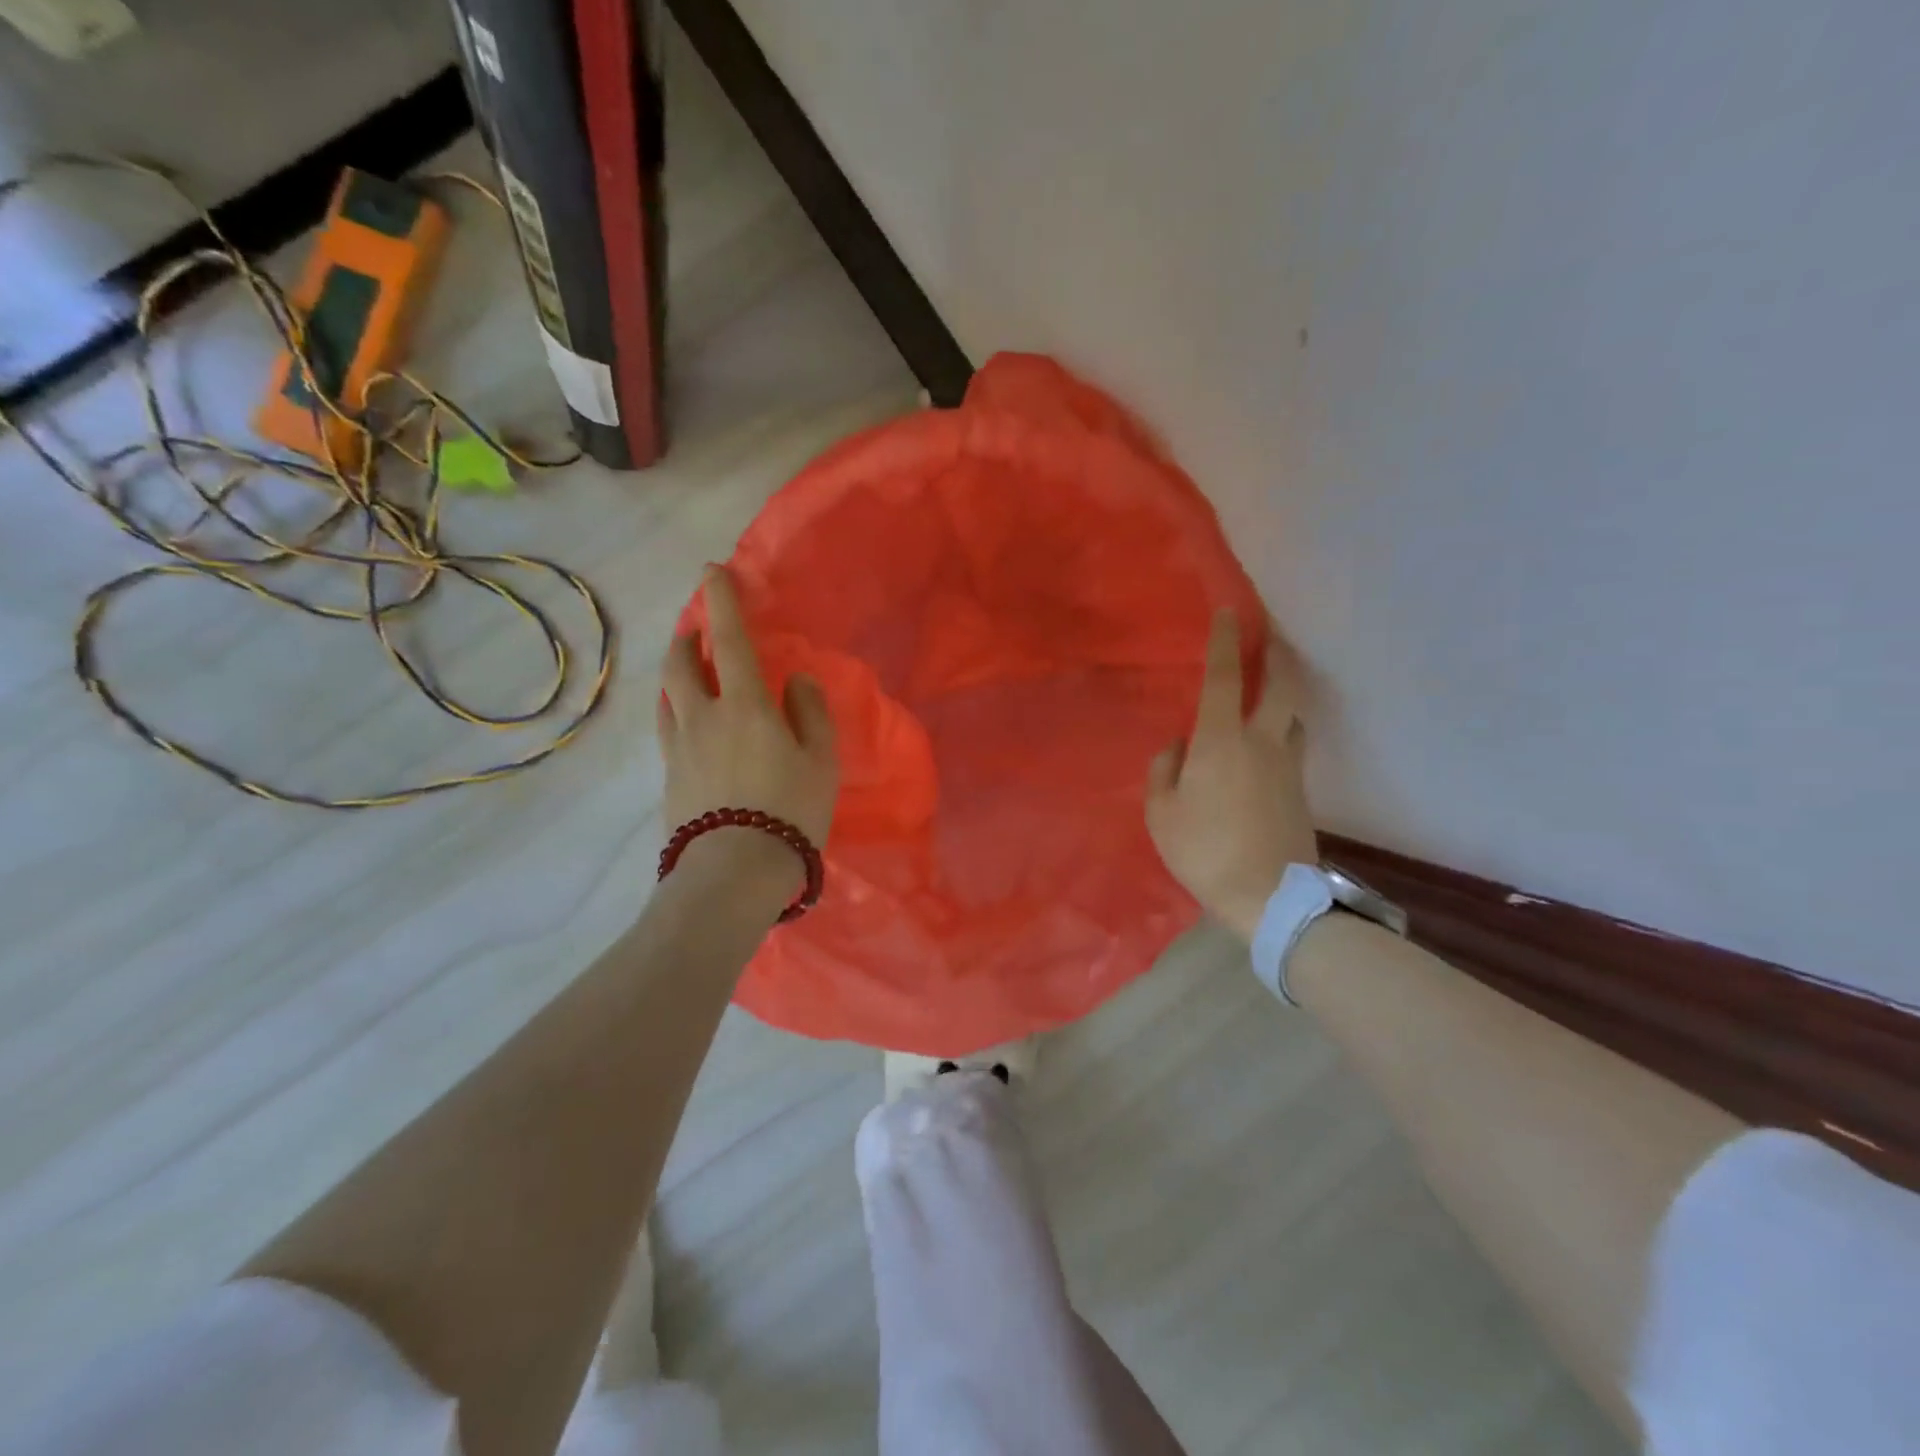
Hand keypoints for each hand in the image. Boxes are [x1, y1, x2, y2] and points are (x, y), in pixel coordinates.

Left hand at [659, 566, 838, 871]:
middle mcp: (703, 717)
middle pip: (681, 664)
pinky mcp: (669, 777)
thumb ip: (810, 713)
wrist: (734, 872)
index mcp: (745, 706)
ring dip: (676, 672)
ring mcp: (679, 748)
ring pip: (667, 695)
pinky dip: (675, 709)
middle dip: (687, 637)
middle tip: (697, 628)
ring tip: (689, 670)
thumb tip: (797, 681)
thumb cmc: (789, 811)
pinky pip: (667, 728)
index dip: (721, 601)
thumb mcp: (821, 761)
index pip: (728, 641)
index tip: (713, 571)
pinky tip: (686, 721)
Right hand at [1147, 609, 1317, 941]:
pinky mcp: (1301, 791)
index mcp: (1221, 741)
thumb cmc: (1205, 850)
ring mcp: (1288, 766)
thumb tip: (1179, 747)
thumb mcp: (1161, 813)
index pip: (1224, 678)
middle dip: (1277, 657)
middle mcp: (1262, 741)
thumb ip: (1164, 771)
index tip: (1229, 613)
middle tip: (1272, 640)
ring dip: (1284, 697)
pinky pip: (1292, 747)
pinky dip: (1282, 734)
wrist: (1269, 897)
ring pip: (1293, 717)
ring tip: (1269, 696)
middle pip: (1281, 686)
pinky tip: (1266, 749)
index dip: (1225, 642)